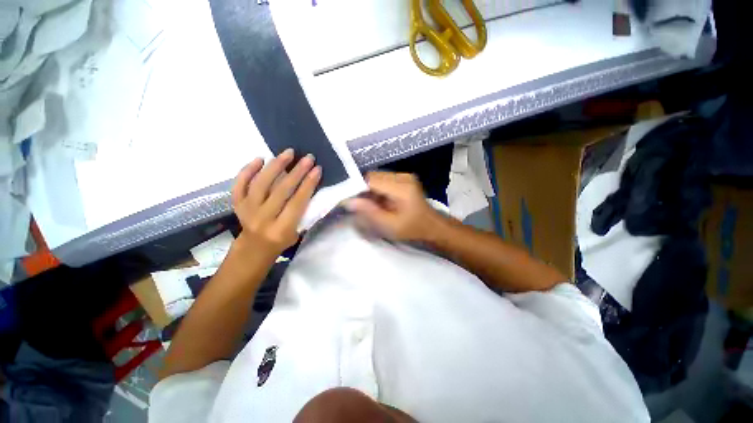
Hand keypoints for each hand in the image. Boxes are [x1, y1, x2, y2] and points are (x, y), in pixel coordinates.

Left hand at [231, 149, 320, 259]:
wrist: (254, 247)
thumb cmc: (282, 240)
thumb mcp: (298, 232)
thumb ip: (303, 212)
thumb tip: (310, 188)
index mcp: (281, 229)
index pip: (297, 202)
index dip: (308, 184)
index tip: (317, 169)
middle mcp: (263, 218)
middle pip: (281, 191)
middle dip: (297, 172)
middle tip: (308, 158)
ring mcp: (247, 210)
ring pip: (261, 184)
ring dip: (275, 166)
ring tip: (288, 153)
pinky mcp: (237, 204)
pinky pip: (240, 184)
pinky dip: (248, 170)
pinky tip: (260, 159)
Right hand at [345, 172, 440, 241]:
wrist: (432, 227)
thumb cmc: (412, 229)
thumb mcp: (390, 226)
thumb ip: (369, 213)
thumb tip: (348, 201)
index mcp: (401, 187)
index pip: (370, 180)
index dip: (355, 188)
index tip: (346, 200)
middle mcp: (403, 176)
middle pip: (372, 176)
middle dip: (361, 190)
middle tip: (357, 206)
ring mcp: (404, 176)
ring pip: (376, 177)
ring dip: (368, 190)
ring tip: (369, 205)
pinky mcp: (403, 179)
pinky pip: (382, 180)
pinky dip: (375, 190)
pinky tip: (378, 201)